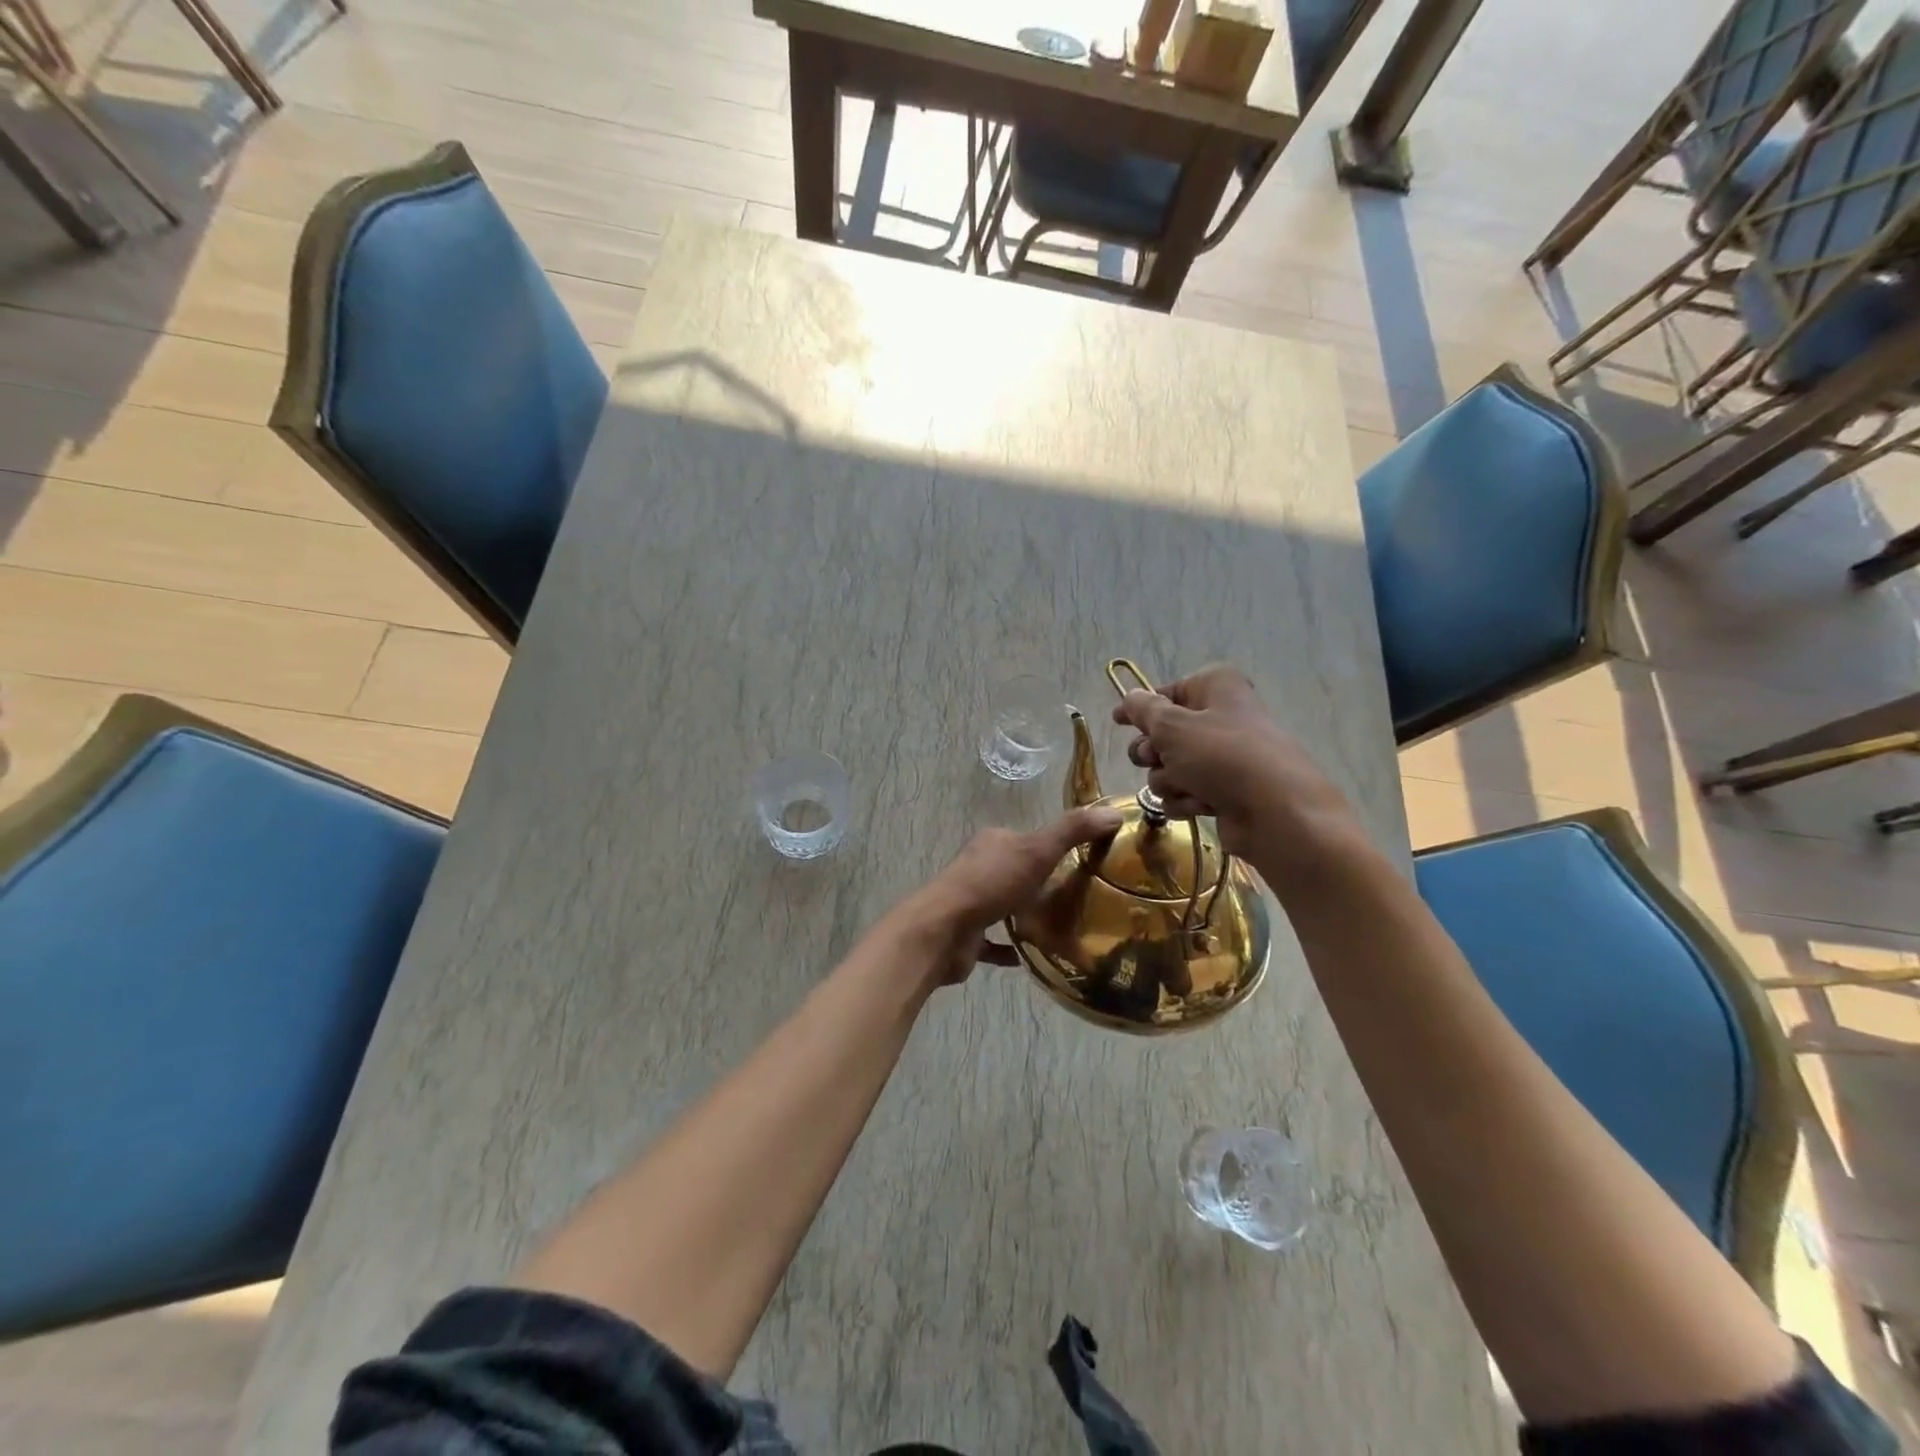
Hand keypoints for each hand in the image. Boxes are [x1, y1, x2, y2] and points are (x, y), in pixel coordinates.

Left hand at [889, 806, 1123, 985]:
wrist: (943, 930)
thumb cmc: (989, 883)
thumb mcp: (1037, 850)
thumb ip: (1073, 831)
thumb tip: (1114, 812)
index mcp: (994, 842)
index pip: (1028, 839)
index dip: (1054, 848)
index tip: (1085, 864)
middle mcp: (980, 867)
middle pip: (1018, 873)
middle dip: (1045, 885)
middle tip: (1081, 901)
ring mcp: (971, 902)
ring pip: (1007, 906)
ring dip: (1029, 916)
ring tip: (1066, 929)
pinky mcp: (968, 935)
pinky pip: (996, 941)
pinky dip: (1014, 949)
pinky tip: (1039, 957)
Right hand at [1110, 664, 1356, 866]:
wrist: (1274, 812)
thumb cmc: (1221, 756)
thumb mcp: (1172, 725)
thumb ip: (1143, 709)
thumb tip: (1130, 697)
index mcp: (1215, 688)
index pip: (1168, 691)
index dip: (1140, 707)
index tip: (1118, 721)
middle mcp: (1220, 718)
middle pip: (1164, 734)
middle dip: (1153, 752)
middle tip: (1156, 758)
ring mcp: (1223, 758)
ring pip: (1169, 768)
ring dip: (1169, 780)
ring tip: (1187, 786)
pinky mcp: (1223, 793)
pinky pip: (1185, 793)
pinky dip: (1186, 800)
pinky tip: (1200, 806)